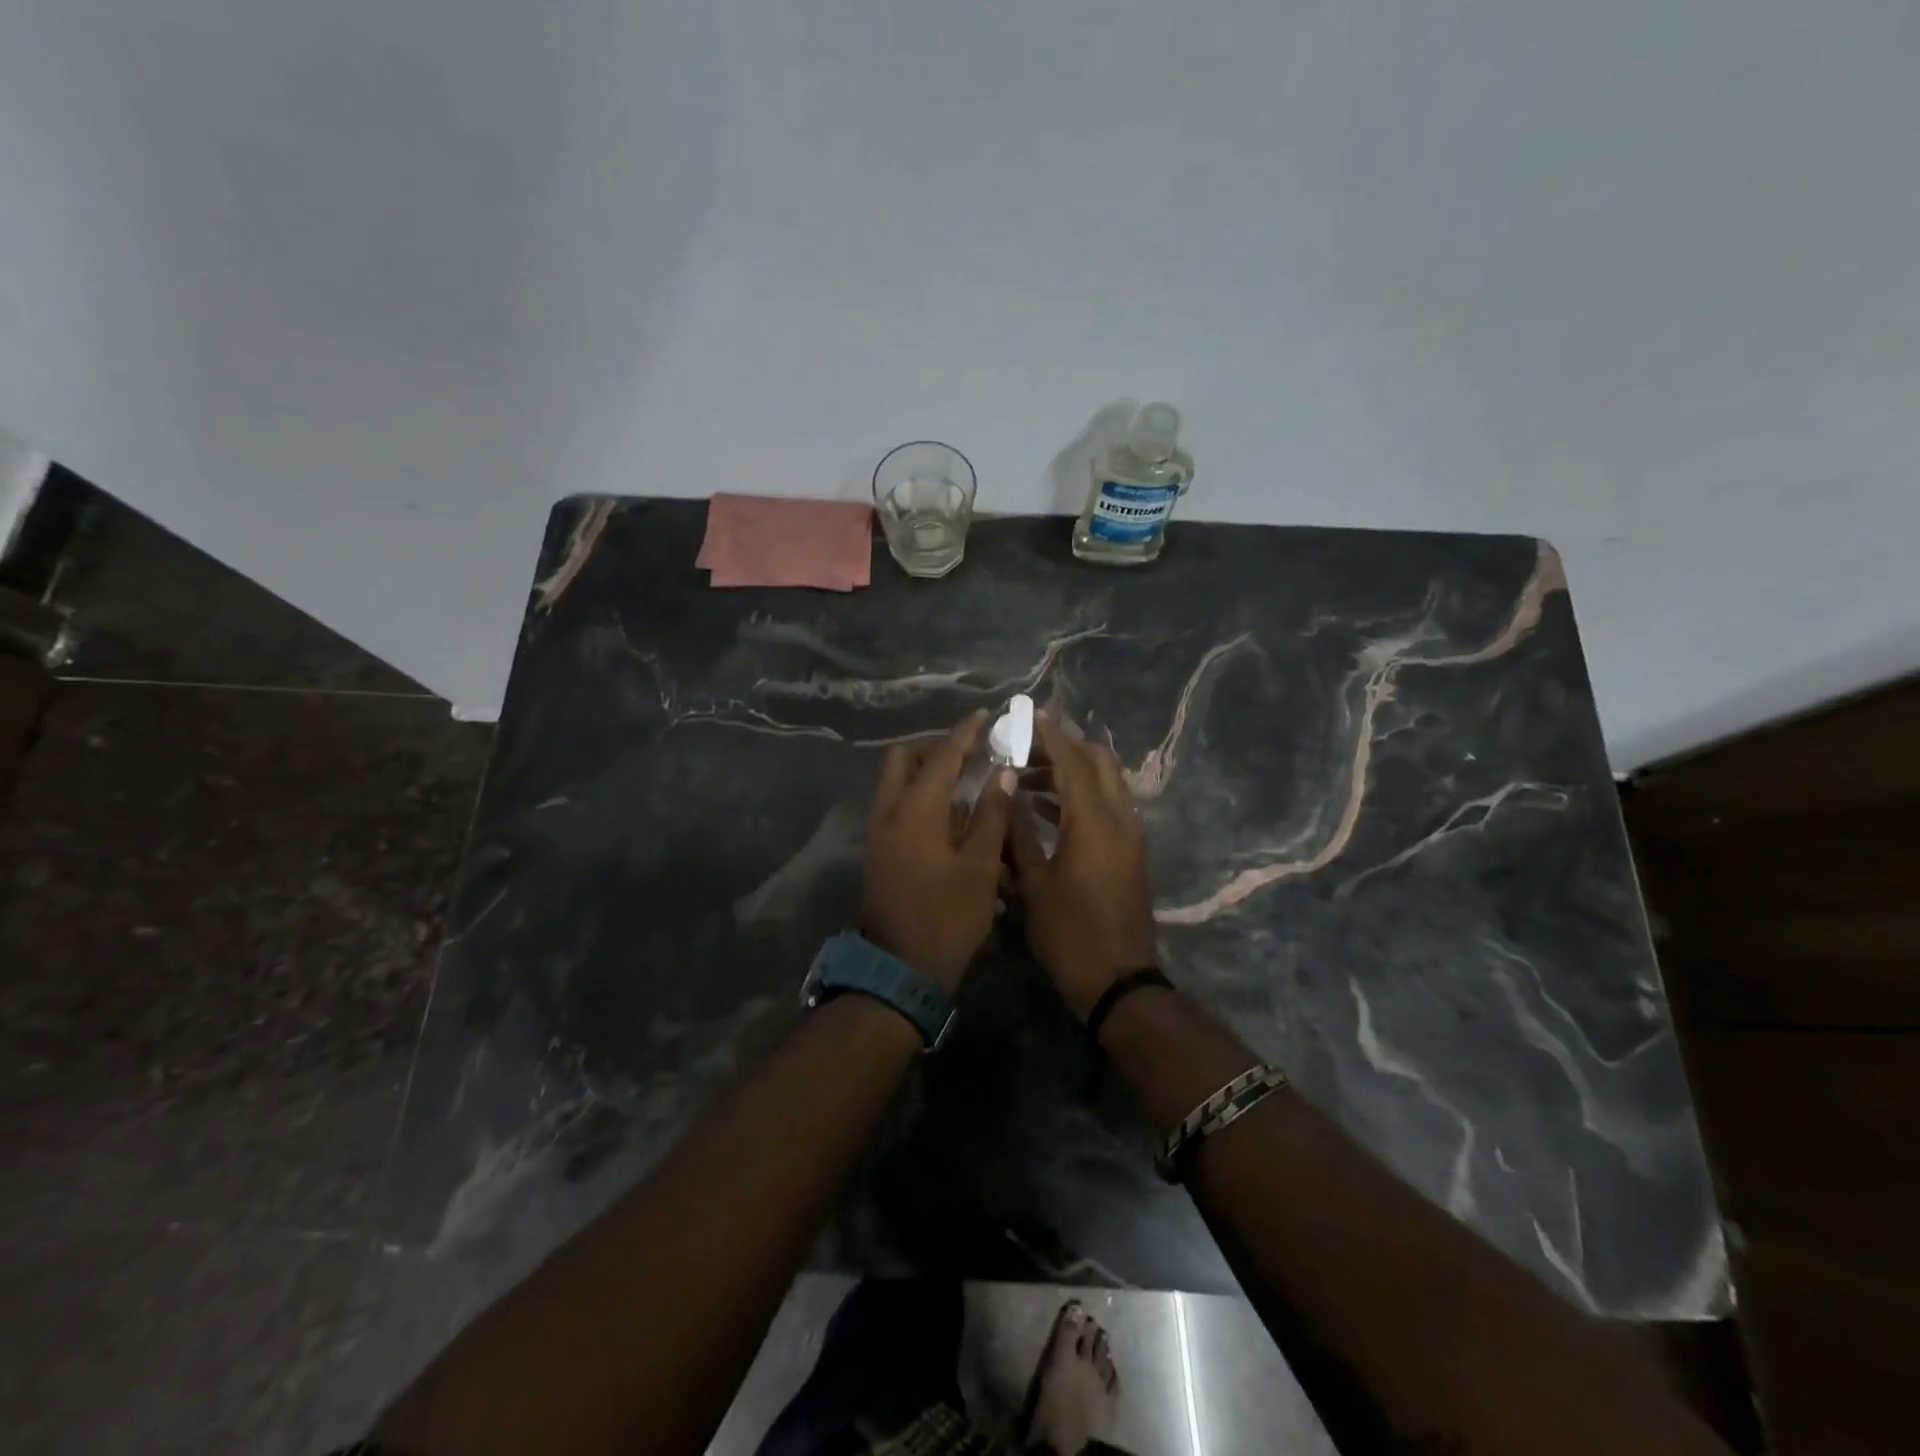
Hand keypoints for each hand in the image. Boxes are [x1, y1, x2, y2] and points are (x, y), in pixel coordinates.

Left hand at [861, 710, 1016, 991]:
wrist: (899, 970)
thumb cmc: (947, 917)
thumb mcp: (979, 866)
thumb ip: (991, 814)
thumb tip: (1003, 773)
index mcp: (914, 810)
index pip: (941, 756)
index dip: (965, 733)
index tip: (985, 715)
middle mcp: (888, 811)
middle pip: (903, 759)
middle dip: (935, 748)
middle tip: (970, 752)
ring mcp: (878, 832)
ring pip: (895, 782)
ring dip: (925, 772)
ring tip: (965, 781)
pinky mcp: (878, 850)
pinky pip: (895, 805)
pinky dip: (918, 796)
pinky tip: (949, 815)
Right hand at [1008, 713, 1160, 1018]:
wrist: (1119, 981)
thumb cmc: (1069, 934)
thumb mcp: (1032, 884)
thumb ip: (1017, 833)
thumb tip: (1005, 792)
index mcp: (1093, 822)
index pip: (1072, 761)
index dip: (1050, 734)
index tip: (1028, 713)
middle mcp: (1119, 818)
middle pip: (1098, 761)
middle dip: (1064, 747)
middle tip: (1025, 747)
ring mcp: (1129, 834)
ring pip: (1104, 782)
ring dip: (1070, 771)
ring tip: (1026, 777)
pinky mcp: (1130, 851)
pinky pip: (1107, 805)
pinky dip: (1080, 795)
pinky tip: (1046, 807)